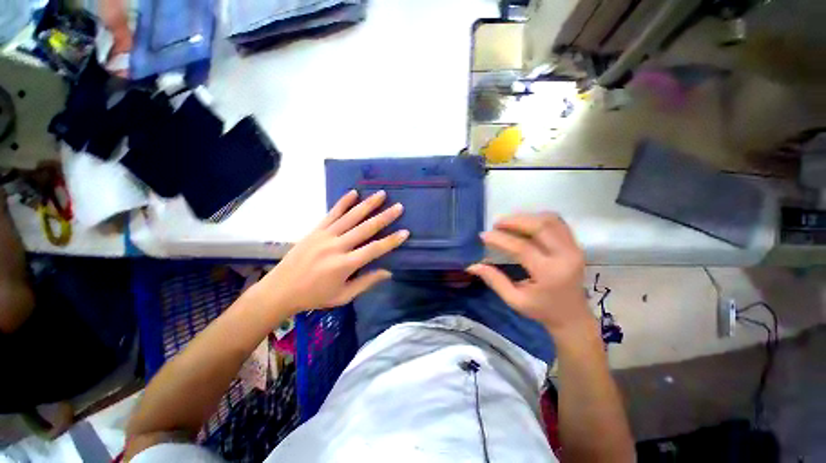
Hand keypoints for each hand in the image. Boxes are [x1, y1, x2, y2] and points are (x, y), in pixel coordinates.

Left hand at [256, 190, 407, 313]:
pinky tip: (354, 193)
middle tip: (399, 207)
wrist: (280, 289)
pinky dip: (343, 202)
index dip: (391, 241)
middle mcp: (337, 246)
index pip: (374, 249)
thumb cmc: (314, 296)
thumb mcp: (343, 296)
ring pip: (351, 217)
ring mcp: (325, 235)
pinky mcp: (316, 230)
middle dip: (384, 217)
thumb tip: (388, 272)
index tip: (405, 232)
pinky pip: (332, 213)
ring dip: (368, 204)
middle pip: (365, 228)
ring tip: (381, 194)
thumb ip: (366, 282)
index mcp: (345, 264)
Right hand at [467, 213, 591, 334]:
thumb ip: (494, 280)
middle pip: (541, 227)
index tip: (484, 235)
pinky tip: (525, 224)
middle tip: (496, 224)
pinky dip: (539, 219)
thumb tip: (472, 266)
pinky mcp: (575, 245)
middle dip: (515, 221)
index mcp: (549, 274)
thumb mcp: (514, 300)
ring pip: (551, 220)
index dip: (500, 239)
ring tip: (509, 223)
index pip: (522, 248)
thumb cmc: (542, 310)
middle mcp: (566, 257)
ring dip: (527, 217)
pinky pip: (558, 223)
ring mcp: (574, 248)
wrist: (572, 315)